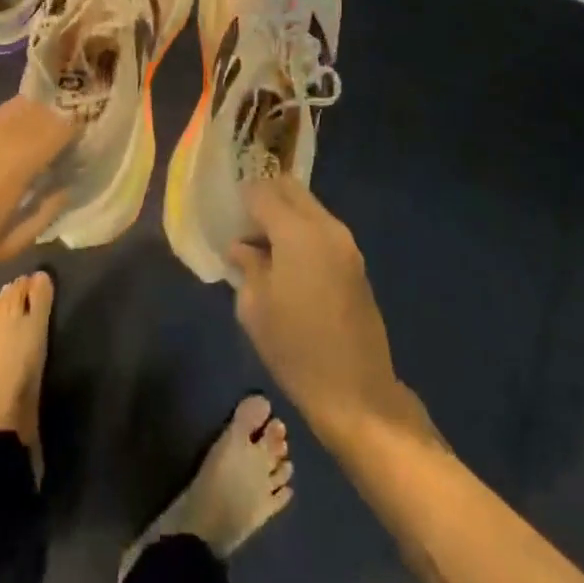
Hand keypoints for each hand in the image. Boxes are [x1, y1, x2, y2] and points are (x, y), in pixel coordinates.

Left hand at [0, 99, 73, 312]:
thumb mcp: (5, 248)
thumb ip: (42, 215)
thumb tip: (66, 188)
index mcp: (10, 171)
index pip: (54, 130)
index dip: (78, 120)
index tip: (97, 121)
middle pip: (37, 111)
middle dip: (65, 107)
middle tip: (87, 112)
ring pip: (16, 109)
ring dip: (42, 105)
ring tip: (64, 110)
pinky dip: (18, 113)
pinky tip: (28, 120)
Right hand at [228, 172, 401, 434]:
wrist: (357, 392)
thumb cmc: (296, 349)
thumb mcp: (255, 308)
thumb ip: (247, 266)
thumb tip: (242, 247)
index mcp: (297, 233)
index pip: (263, 192)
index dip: (241, 198)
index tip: (226, 215)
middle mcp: (326, 227)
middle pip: (291, 189)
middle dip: (265, 197)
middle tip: (243, 224)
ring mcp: (346, 243)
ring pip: (308, 207)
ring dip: (285, 215)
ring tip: (263, 247)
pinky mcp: (355, 262)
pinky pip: (322, 229)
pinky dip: (301, 231)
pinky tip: (287, 263)